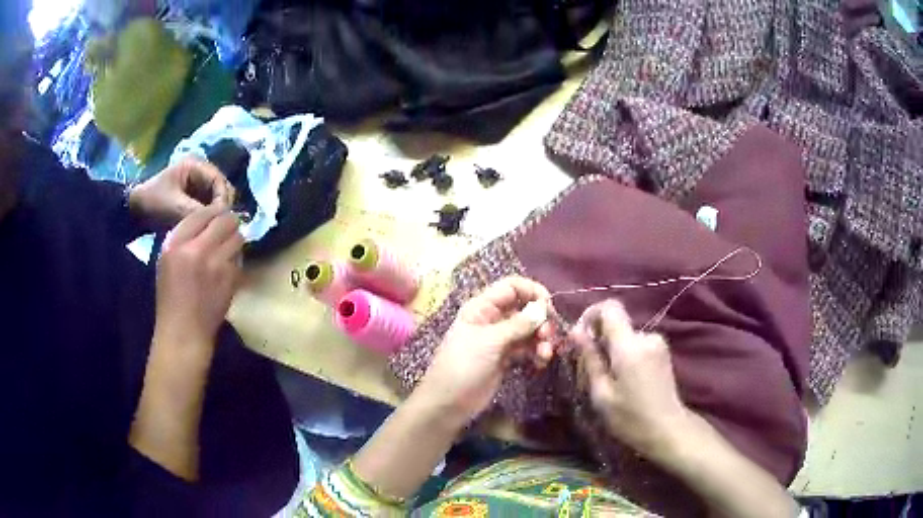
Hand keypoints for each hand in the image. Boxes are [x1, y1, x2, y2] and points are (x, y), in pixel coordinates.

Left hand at [129, 157, 234, 229]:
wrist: (134, 211)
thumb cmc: (152, 202)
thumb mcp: (174, 206)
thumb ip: (197, 211)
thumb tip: (220, 220)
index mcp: (195, 165)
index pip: (219, 181)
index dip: (223, 199)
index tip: (220, 220)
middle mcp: (200, 171)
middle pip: (221, 189)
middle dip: (221, 207)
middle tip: (218, 227)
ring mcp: (197, 184)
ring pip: (216, 198)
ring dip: (215, 213)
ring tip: (212, 229)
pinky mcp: (193, 197)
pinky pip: (208, 206)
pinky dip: (209, 216)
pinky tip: (206, 228)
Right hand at [154, 204, 243, 351]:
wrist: (184, 331)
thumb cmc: (170, 296)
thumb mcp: (167, 258)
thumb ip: (185, 235)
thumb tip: (208, 218)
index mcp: (177, 243)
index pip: (202, 212)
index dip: (212, 212)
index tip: (214, 218)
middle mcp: (197, 249)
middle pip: (226, 219)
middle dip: (228, 222)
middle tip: (225, 230)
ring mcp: (217, 265)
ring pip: (238, 236)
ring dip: (234, 239)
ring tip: (226, 248)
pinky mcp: (232, 279)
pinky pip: (240, 257)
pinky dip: (236, 258)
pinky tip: (227, 266)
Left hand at [416, 277, 555, 423]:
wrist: (448, 403)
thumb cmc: (463, 366)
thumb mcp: (489, 342)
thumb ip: (517, 325)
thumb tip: (542, 308)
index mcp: (482, 307)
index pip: (511, 286)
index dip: (532, 291)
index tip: (549, 307)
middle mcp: (492, 319)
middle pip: (524, 308)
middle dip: (540, 319)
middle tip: (548, 336)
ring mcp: (499, 340)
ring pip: (528, 330)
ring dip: (541, 339)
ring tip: (545, 354)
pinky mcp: (505, 358)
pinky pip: (527, 348)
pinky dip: (536, 352)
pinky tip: (540, 363)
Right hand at [571, 299, 690, 457]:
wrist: (668, 430)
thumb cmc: (630, 418)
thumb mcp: (602, 394)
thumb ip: (590, 359)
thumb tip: (576, 331)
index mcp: (629, 346)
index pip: (610, 307)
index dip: (591, 314)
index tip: (580, 335)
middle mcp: (646, 336)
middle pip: (617, 323)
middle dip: (599, 339)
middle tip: (588, 368)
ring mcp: (657, 343)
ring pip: (625, 336)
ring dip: (612, 350)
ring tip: (606, 380)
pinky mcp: (662, 352)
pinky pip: (636, 344)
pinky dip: (625, 355)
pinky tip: (623, 380)